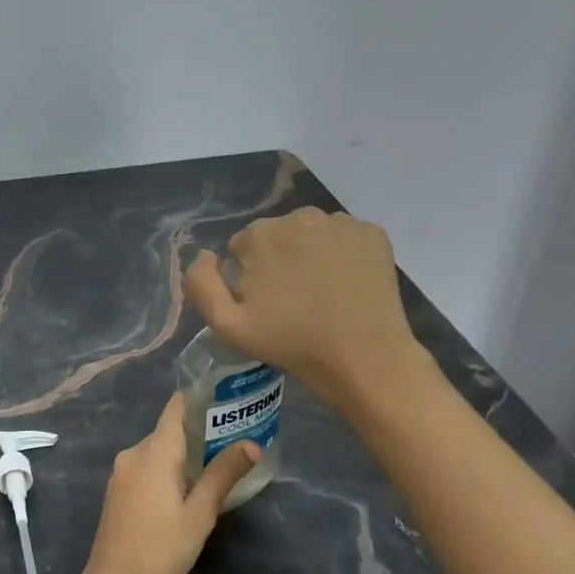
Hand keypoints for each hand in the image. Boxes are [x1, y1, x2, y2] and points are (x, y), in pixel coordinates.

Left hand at [83, 393, 260, 573]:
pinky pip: (146, 467)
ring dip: (184, 454)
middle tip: (234, 440)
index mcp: (154, 450)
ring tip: (217, 466)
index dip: (201, 399)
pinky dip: (167, 469)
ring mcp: (121, 473)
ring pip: (157, 450)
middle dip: (200, 432)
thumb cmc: (161, 548)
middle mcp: (133, 453)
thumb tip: (252, 444)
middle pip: (169, 429)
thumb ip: (223, 474)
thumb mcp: (200, 513)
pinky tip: (186, 489)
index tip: (228, 401)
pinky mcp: (117, 491)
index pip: (177, 406)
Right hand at [184, 206, 420, 410]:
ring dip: (311, 255)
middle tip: (293, 301)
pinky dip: (343, 255)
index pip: (242, 247)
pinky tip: (347, 284)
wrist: (364, 358)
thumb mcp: (227, 325)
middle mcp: (300, 215)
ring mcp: (341, 222)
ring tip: (323, 293)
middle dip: (280, 261)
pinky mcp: (373, 232)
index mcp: (261, 234)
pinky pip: (345, 238)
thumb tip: (204, 255)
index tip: (265, 304)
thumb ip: (201, 283)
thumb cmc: (292, 343)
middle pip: (278, 236)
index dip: (249, 277)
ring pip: (313, 234)